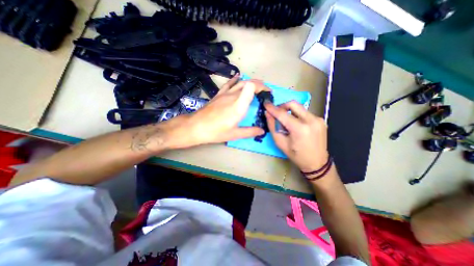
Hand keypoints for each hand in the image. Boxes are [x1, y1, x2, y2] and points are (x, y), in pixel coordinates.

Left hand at [164, 75, 267, 149]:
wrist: (196, 127)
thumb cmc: (216, 132)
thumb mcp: (234, 134)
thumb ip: (250, 131)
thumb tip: (262, 131)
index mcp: (239, 106)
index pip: (252, 87)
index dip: (262, 87)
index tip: (267, 94)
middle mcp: (233, 96)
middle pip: (248, 83)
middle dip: (260, 85)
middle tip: (266, 92)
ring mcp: (225, 94)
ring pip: (240, 83)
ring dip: (250, 82)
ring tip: (257, 86)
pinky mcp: (219, 95)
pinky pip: (229, 84)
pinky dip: (235, 79)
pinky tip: (239, 76)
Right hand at [266, 101, 327, 172]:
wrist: (317, 163)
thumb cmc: (296, 155)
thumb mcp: (280, 143)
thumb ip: (272, 127)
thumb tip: (267, 114)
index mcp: (300, 129)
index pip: (283, 114)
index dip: (272, 108)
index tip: (266, 103)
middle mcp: (311, 120)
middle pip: (293, 104)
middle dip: (282, 106)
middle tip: (277, 113)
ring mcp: (318, 119)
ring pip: (299, 108)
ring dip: (290, 112)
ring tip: (286, 122)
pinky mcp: (321, 120)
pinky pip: (305, 113)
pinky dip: (297, 116)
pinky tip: (295, 125)